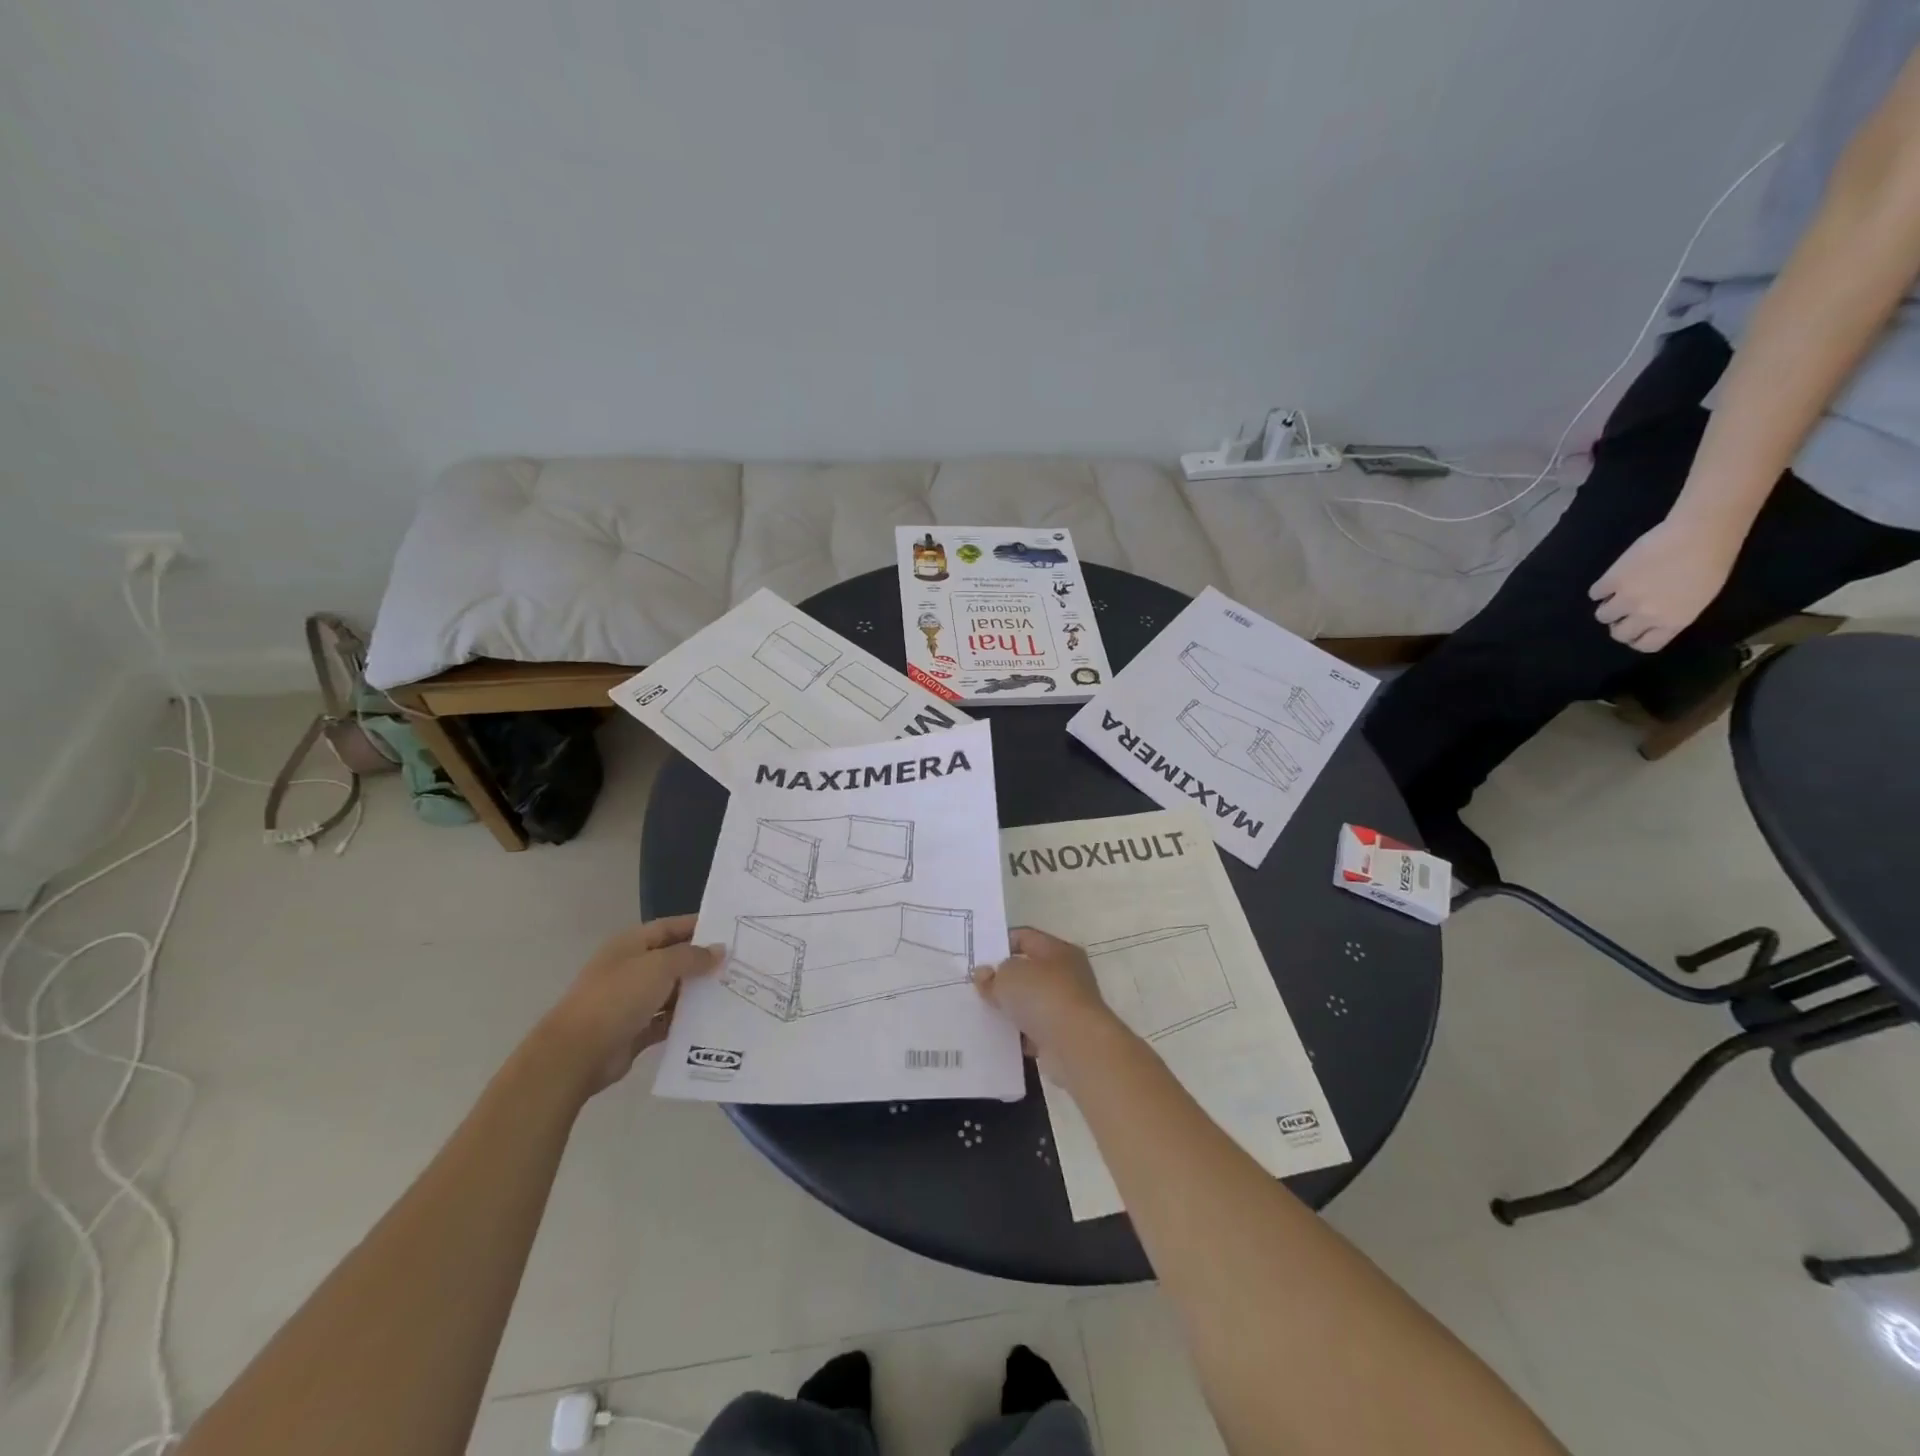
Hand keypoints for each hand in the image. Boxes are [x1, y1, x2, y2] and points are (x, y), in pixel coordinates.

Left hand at [538, 917, 724, 1095]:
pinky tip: (712, 1020)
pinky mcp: (635, 1030)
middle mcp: (632, 968)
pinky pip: (667, 1020)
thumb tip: (719, 950)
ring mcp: (632, 1000)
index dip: (699, 926)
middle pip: (674, 959)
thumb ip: (692, 956)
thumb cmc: (618, 998)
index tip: (731, 931)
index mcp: (631, 944)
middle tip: (739, 964)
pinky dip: (685, 1020)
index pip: (671, 927)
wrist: (577, 1053)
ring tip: (733, 991)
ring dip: (697, 992)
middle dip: (703, 962)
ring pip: (672, 991)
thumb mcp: (659, 966)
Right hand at [972, 927, 1125, 1060]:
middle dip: (1004, 980)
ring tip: (982, 1013)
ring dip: (1010, 1009)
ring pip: (1030, 1003)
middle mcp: (1067, 974)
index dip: (1000, 944)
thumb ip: (993, 974)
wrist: (1076, 1046)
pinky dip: (1019, 1034)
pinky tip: (998, 1038)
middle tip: (976, 987)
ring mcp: (1067, 1007)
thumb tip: (984, 974)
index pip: (1025, 937)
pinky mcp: (1064, 1036)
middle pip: (1028, 971)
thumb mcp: (1008, 976)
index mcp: (1058, 950)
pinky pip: (1034, 1030)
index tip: (977, 957)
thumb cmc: (1043, 997)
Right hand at [1588, 516, 1739, 651]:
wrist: (1701, 534)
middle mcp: (1647, 615)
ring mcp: (1626, 598)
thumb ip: (1673, 613)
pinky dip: (1601, 589)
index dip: (1637, 638)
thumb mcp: (1699, 597)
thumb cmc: (1711, 563)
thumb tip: (1649, 618)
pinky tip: (1612, 580)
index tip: (1636, 629)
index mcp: (1673, 621)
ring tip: (1616, 594)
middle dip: (1619, 625)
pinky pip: (1595, 593)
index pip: (1645, 645)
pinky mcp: (1611, 581)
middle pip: (1619, 634)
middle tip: (1623, 612)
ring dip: (1608, 606)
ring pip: (1603, 615)